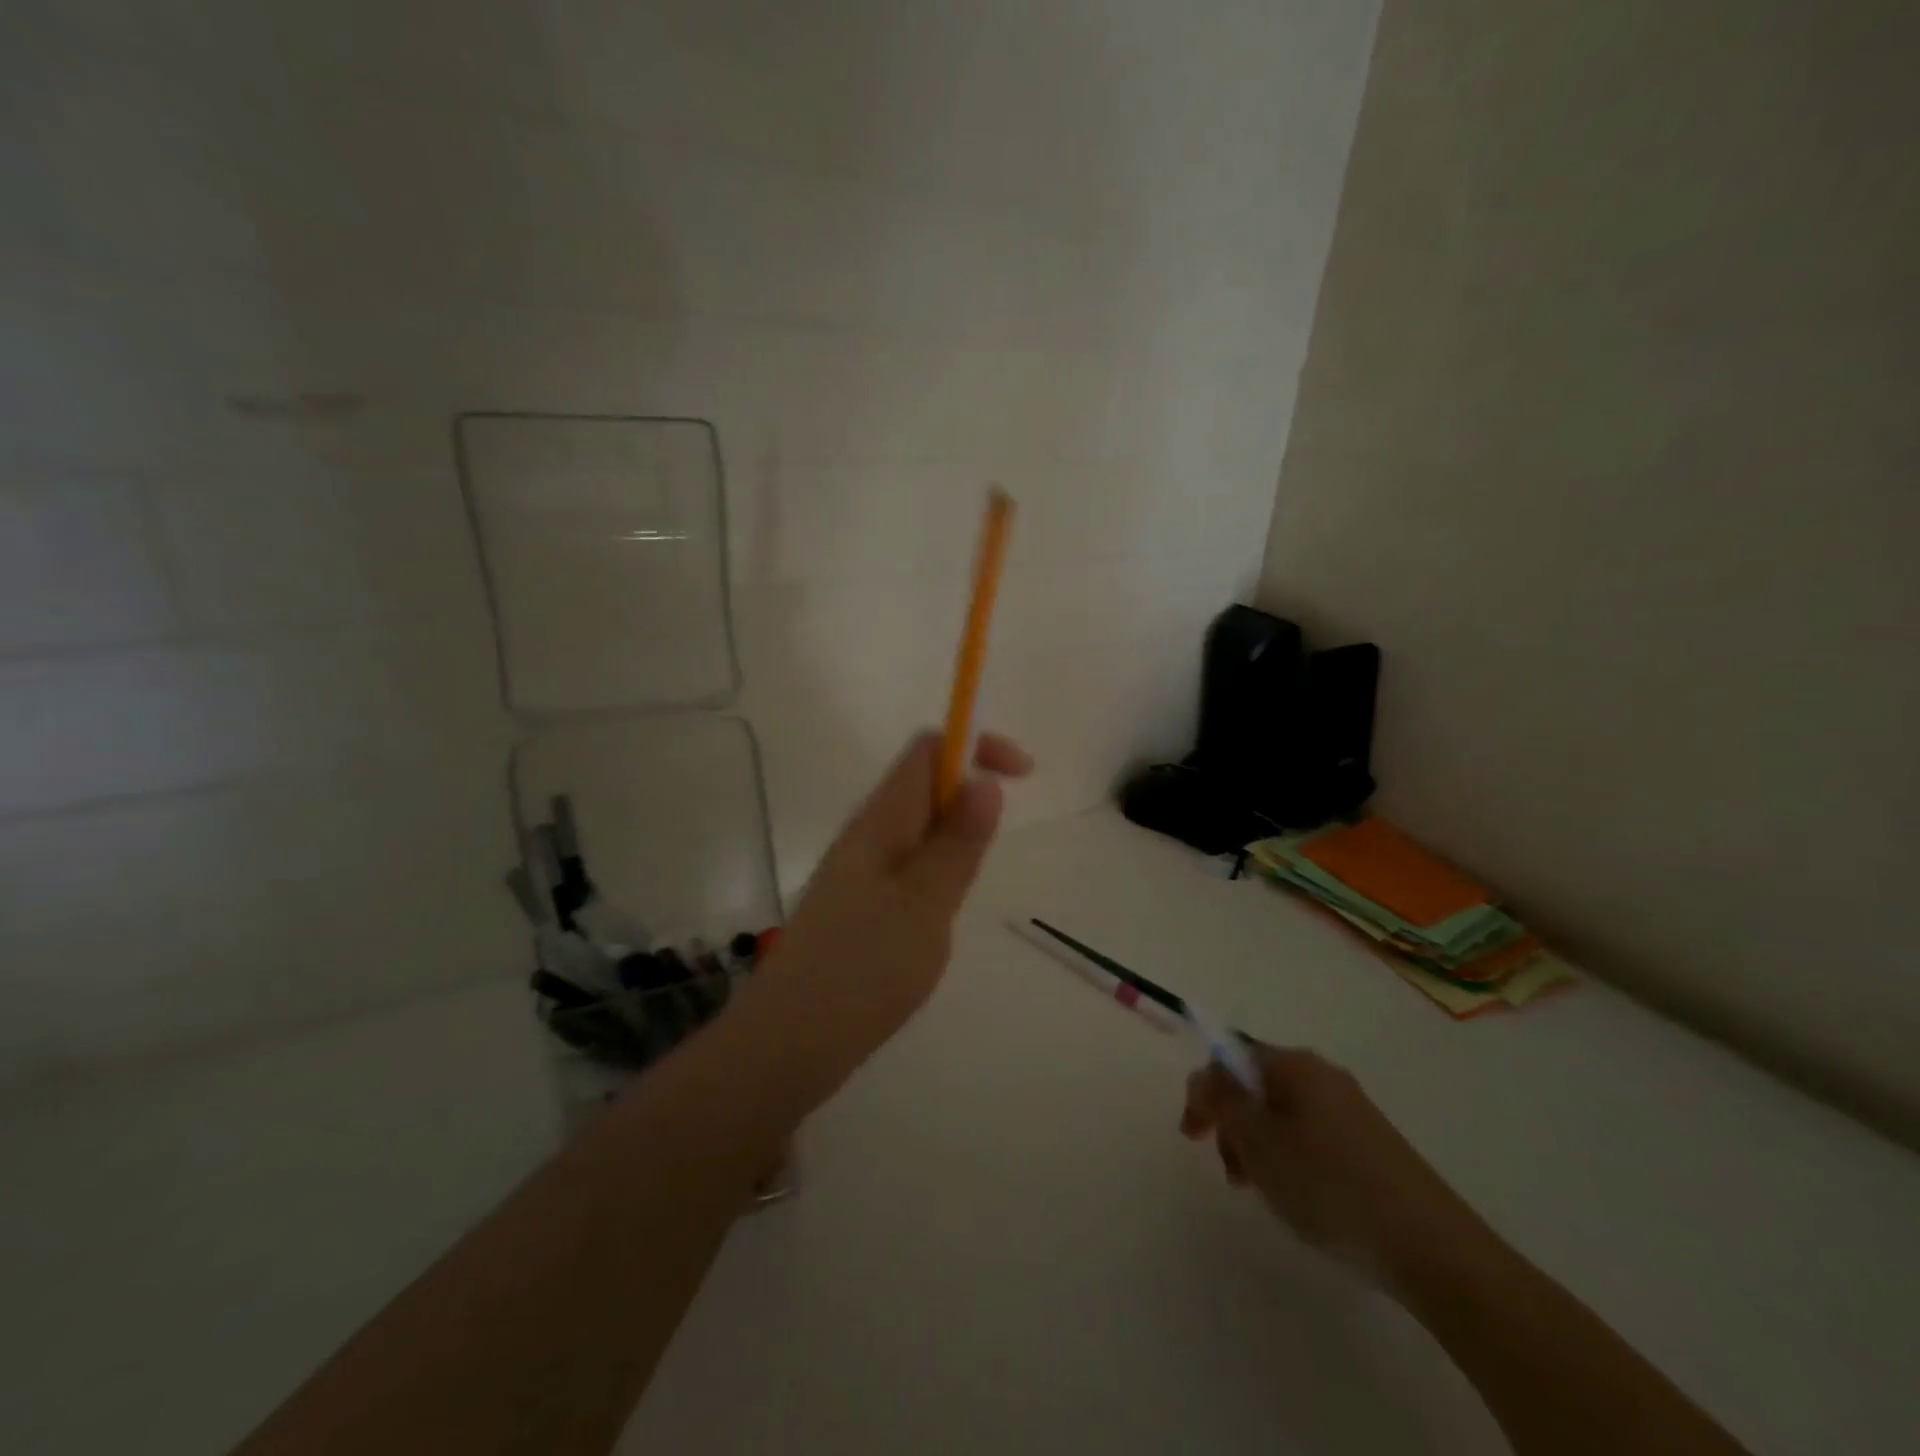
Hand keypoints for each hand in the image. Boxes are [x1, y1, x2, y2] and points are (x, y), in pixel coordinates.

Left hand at [736, 730, 1031, 1103]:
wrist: (790, 1040)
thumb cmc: (864, 967)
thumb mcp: (927, 902)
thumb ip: (958, 842)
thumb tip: (984, 780)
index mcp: (880, 821)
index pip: (927, 750)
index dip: (975, 745)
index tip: (1021, 775)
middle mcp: (865, 835)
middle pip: (921, 785)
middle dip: (968, 795)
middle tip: (991, 850)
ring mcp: (857, 872)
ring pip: (915, 830)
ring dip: (953, 839)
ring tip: (962, 894)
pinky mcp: (856, 907)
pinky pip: (905, 867)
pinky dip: (935, 873)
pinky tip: (937, 919)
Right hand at [1181, 1043, 1494, 1287]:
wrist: (1434, 1249)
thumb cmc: (1330, 1186)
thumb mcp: (1260, 1143)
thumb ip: (1222, 1101)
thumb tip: (1206, 1075)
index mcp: (1294, 1064)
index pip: (1229, 1056)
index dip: (1205, 1091)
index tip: (1193, 1136)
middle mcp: (1321, 1074)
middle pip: (1255, 1085)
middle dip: (1232, 1124)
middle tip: (1232, 1174)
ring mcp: (1349, 1109)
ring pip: (1280, 1115)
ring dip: (1258, 1147)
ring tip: (1264, 1194)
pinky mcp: (1369, 1143)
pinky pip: (1310, 1137)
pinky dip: (1290, 1161)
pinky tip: (1300, 1199)